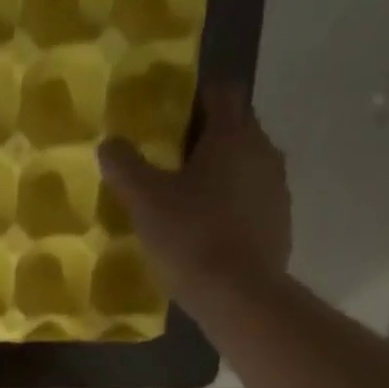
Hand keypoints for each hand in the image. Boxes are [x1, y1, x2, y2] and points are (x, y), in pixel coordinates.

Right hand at [98, 83, 292, 316]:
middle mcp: (263, 150)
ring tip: (185, 200)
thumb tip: (109, 143)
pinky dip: (230, 205)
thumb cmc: (191, 239)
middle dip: (202, 138)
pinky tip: (206, 231)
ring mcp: (276, 188)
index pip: (221, 91)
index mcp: (233, 134)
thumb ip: (125, 168)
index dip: (194, 98)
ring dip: (218, 174)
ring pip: (243, 165)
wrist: (240, 296)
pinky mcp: (279, 222)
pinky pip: (251, 200)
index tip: (167, 120)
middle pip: (234, 127)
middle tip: (167, 163)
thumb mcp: (146, 203)